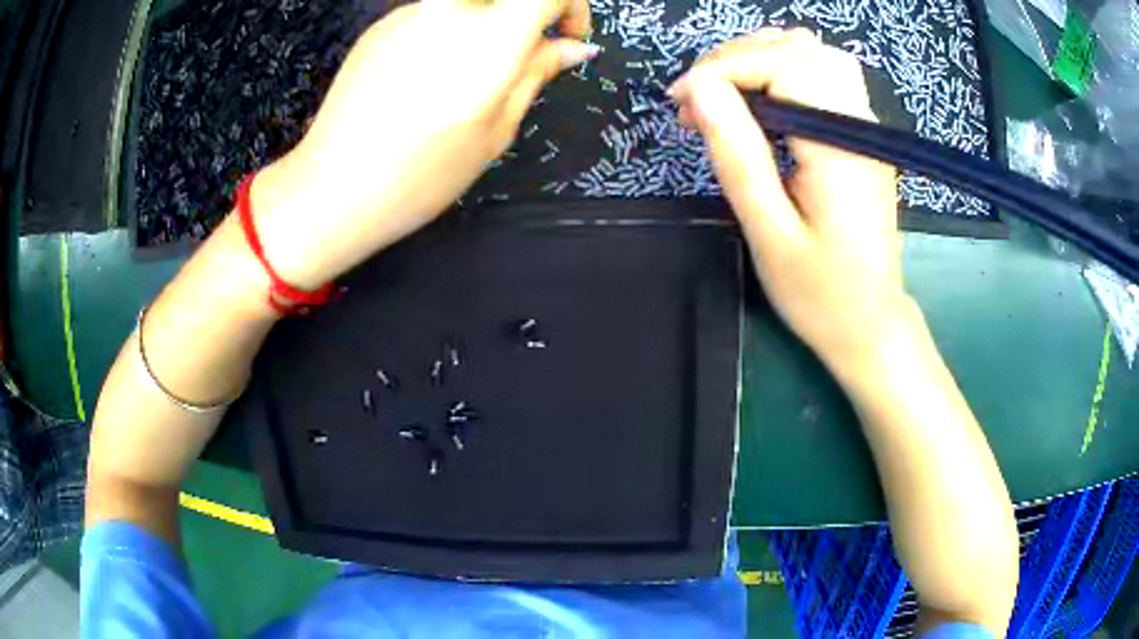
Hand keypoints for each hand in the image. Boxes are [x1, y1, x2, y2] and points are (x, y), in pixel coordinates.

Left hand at [251, 0, 595, 289]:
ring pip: (468, 2)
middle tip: (526, 54)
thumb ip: (537, 74)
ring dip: (488, 22)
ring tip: (469, 76)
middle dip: (528, 14)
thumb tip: (573, 47)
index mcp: (490, 37)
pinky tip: (431, 76)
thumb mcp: (495, 130)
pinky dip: (450, 30)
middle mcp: (450, 10)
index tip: (568, 39)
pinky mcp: (383, 24)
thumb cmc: (422, 174)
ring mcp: (411, 13)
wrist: (335, 187)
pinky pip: (434, 13)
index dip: (572, 8)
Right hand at [668, 29, 903, 376]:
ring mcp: (865, 127)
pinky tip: (760, 93)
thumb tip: (698, 89)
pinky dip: (783, 70)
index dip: (724, 70)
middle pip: (799, 49)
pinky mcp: (860, 136)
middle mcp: (859, 125)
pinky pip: (824, 76)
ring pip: (815, 55)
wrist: (871, 325)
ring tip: (722, 91)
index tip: (680, 101)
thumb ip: (737, 155)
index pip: (782, 65)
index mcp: (838, 148)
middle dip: (737, 59)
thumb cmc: (820, 294)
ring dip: (760, 58)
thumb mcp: (769, 232)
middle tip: (696, 99)